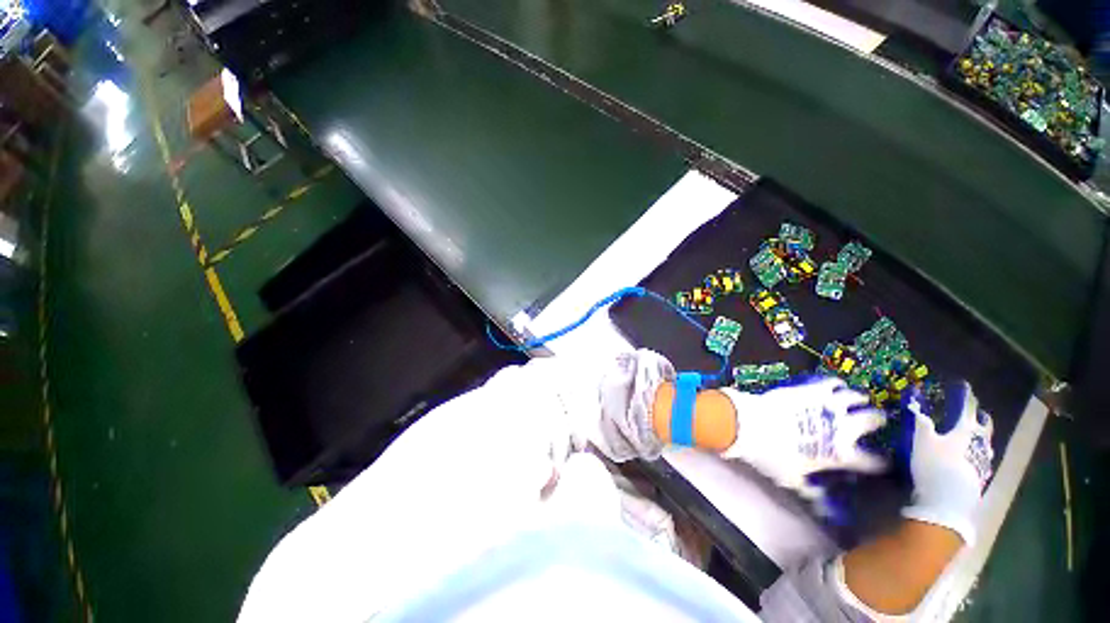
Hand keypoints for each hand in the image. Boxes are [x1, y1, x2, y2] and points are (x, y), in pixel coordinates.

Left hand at [721, 376, 886, 496]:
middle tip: (877, 420)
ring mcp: (826, 405)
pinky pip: (831, 383)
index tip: (885, 463)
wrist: (749, 425)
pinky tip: (837, 385)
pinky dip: (837, 384)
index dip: (882, 464)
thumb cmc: (771, 456)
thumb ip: (810, 491)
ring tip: (860, 400)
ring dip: (859, 400)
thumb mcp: (792, 479)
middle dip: (878, 421)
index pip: (873, 462)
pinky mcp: (809, 389)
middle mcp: (841, 428)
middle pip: (872, 420)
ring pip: (855, 397)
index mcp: (840, 454)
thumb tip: (822, 504)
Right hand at [899, 380, 993, 544]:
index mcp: (965, 430)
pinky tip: (974, 457)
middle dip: (980, 416)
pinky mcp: (979, 478)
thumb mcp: (921, 440)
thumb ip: (920, 420)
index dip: (965, 395)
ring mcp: (982, 462)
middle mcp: (979, 443)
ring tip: (976, 432)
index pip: (967, 407)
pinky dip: (979, 452)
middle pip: (984, 425)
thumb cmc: (934, 466)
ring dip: (982, 435)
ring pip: (986, 443)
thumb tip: (915, 400)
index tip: (962, 385)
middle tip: (976, 410)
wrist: (948, 504)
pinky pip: (982, 458)